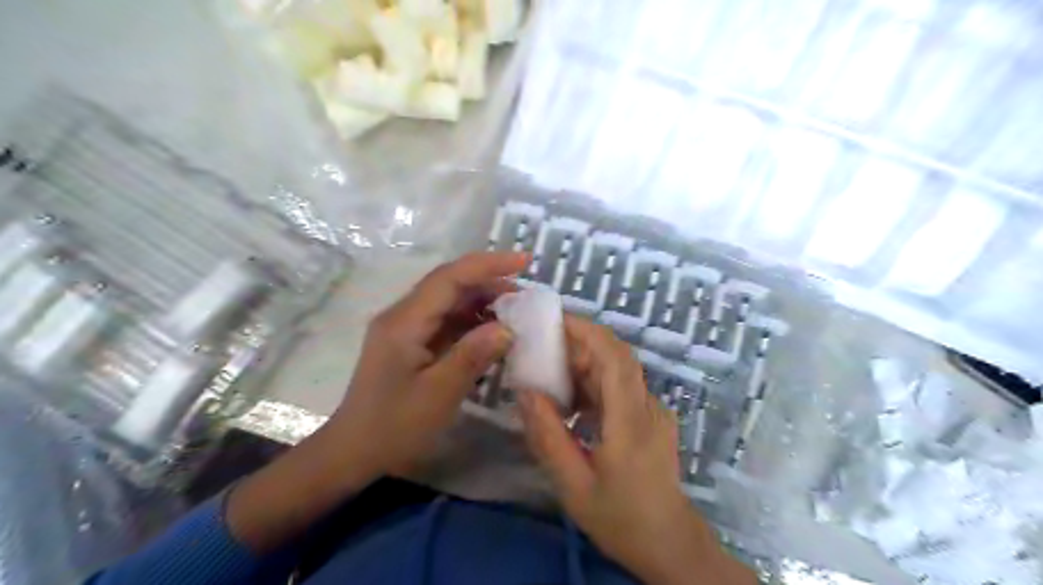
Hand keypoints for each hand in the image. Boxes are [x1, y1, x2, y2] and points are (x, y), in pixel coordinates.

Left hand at [225, 251, 525, 551]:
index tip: (524, 261)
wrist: (353, 454)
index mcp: (404, 321)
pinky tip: (493, 334)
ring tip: (516, 312)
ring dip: (483, 303)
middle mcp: (403, 316)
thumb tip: (507, 328)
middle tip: (526, 295)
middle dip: (489, 283)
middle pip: (449, 285)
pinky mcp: (411, 345)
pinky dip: (472, 323)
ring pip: (449, 303)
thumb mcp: (438, 394)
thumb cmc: (393, 427)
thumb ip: (473, 356)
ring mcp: (406, 330)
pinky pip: (446, 323)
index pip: (449, 277)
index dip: (488, 265)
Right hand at [518, 317, 753, 584]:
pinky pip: (619, 389)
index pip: (614, 356)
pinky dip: (592, 384)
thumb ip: (548, 436)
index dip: (586, 330)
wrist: (670, 545)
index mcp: (631, 419)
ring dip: (583, 364)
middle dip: (577, 344)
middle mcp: (648, 406)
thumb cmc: (621, 519)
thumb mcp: (574, 485)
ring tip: (546, 371)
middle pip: (615, 358)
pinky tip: (569, 400)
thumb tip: (526, 391)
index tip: (553, 319)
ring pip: (617, 371)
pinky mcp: (650, 418)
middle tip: (538, 346)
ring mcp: (652, 411)